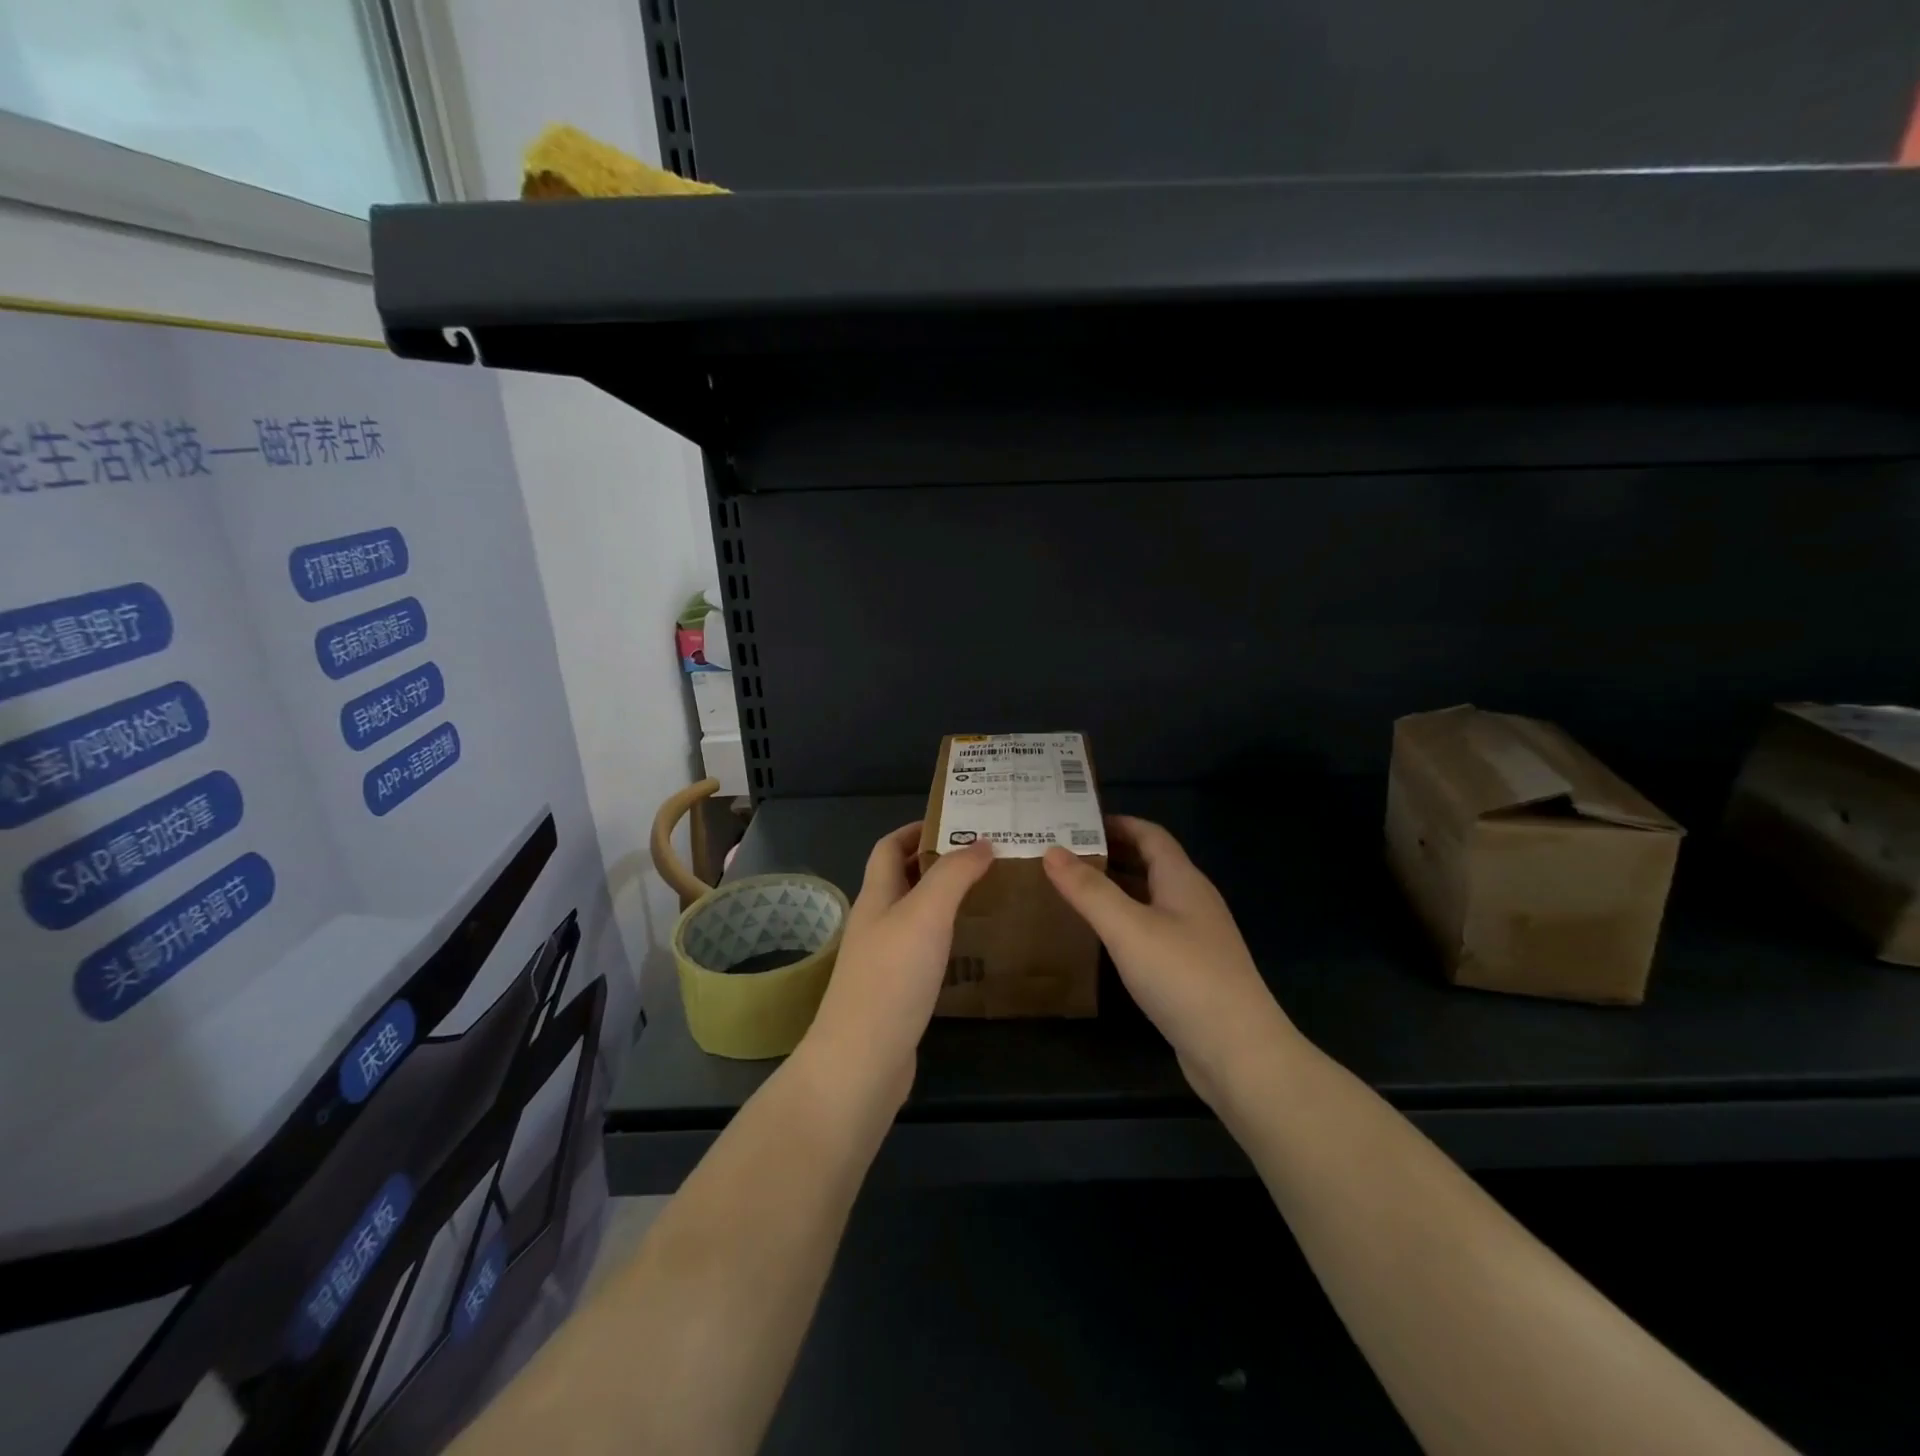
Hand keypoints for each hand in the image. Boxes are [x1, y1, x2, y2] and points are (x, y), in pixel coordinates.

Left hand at [799, 823, 993, 1111]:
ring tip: (987, 894)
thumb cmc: (892, 978)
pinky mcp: (896, 992)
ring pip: (914, 915)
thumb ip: (953, 875)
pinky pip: (923, 950)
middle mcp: (875, 922)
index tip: (958, 821)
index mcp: (876, 896)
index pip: (889, 847)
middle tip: (984, 856)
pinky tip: (972, 947)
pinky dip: (946, 937)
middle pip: (902, 878)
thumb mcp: (926, 914)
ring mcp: (883, 960)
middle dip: (937, 862)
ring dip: (944, 899)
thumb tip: (980, 842)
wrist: (861, 1063)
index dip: (917, 829)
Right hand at [1043, 817, 1293, 1105]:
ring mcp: (1195, 937)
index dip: (1116, 823)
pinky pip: (1152, 929)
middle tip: (1062, 854)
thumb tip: (1052, 850)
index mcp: (1183, 880)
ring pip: (1150, 898)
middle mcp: (1192, 901)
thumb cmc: (1183, 977)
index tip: (1073, 822)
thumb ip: (1089, 890)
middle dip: (1109, 853)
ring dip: (1115, 888)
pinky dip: (1124, 921)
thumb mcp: (1128, 928)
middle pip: (1150, 863)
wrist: (1239, 1052)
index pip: (1150, 834)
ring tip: (1072, 889)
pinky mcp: (1191, 969)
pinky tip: (1101, 936)